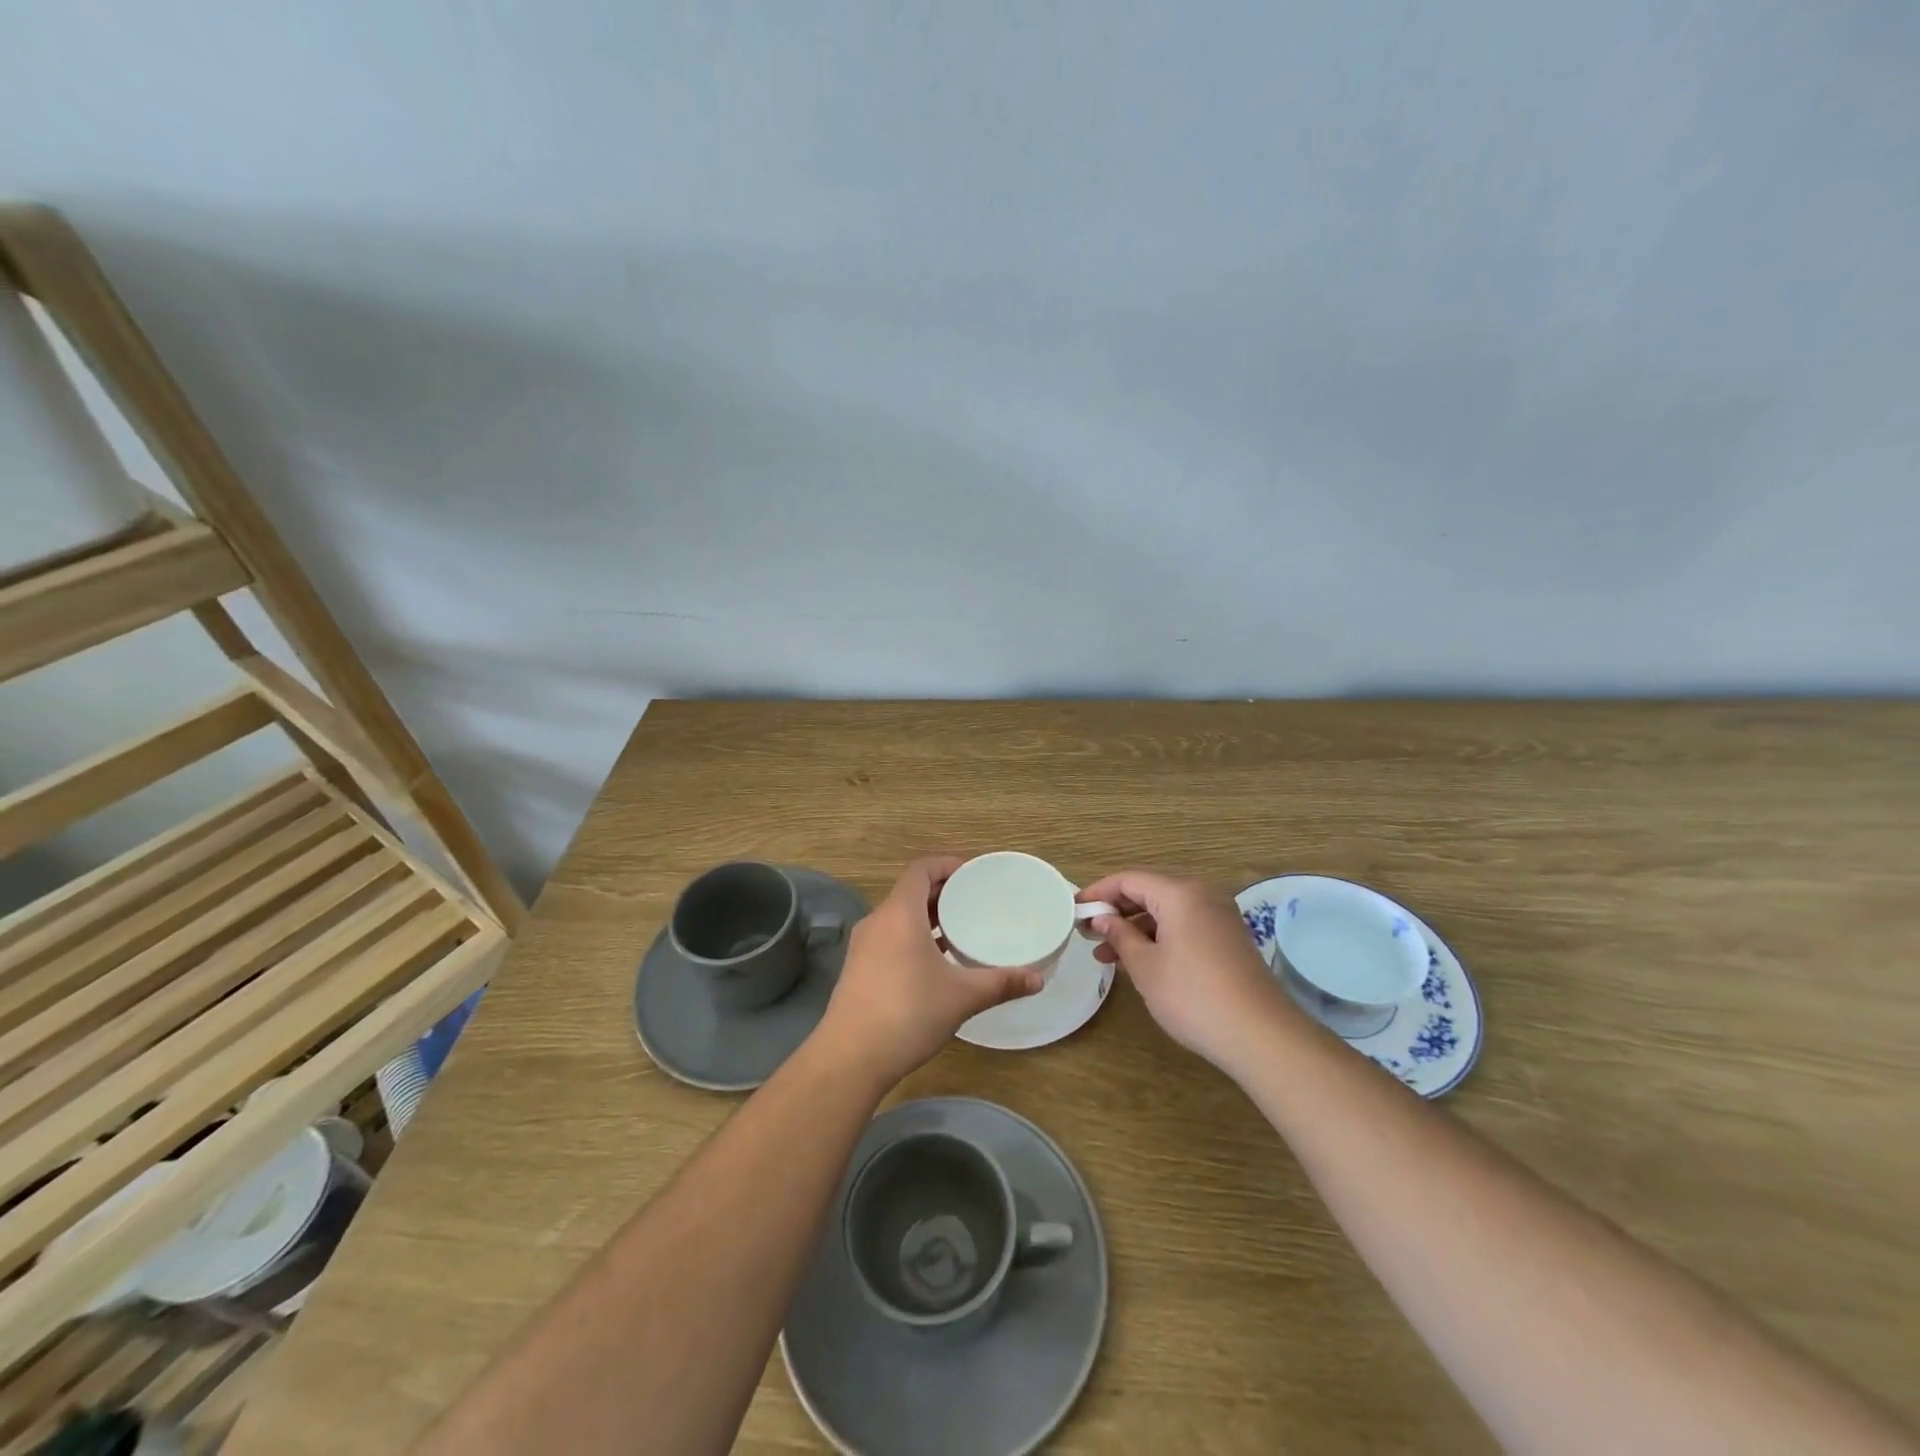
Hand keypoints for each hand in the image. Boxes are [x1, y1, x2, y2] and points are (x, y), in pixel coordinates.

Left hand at [816, 855, 1042, 1088]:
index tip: (973, 873)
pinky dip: (912, 936)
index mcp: (899, 914)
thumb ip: (1001, 983)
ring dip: (926, 916)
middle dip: (941, 891)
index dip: (946, 864)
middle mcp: (877, 921)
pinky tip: (934, 963)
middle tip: (974, 901)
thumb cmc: (908, 1014)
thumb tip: (1038, 979)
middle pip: (910, 891)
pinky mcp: (858, 969)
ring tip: (959, 929)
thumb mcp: (961, 997)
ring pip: (898, 916)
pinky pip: (889, 937)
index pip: (920, 869)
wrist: (850, 1058)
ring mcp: (863, 946)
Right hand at [1078, 869, 1295, 1072]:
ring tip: (1107, 956)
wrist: (1261, 1035)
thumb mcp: (1145, 966)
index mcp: (1180, 893)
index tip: (1074, 910)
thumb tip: (1101, 919)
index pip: (1129, 880)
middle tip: (1088, 935)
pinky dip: (1160, 938)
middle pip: (1149, 892)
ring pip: (1167, 912)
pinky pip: (1185, 926)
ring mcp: (1219, 916)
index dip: (1098, 892)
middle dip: (1116, 912)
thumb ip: (1120, 936)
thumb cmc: (1193, 996)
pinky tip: (1141, 962)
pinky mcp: (1229, 938)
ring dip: (1136, 929)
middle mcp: (1202, 894)